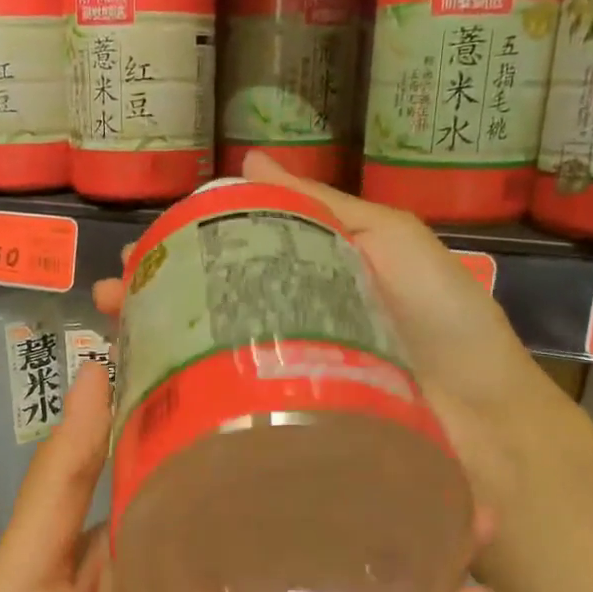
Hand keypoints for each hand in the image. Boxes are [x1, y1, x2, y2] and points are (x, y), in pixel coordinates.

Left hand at [0, 362, 495, 591]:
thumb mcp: (22, 567)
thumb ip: (66, 475)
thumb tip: (97, 367)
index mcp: (140, 548)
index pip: (209, 471)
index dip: (252, 427)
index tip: (303, 375)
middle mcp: (200, 591)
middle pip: (286, 527)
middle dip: (347, 485)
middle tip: (414, 429)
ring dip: (402, 555)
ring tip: (469, 499)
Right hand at [95, 153, 584, 515]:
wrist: (485, 424)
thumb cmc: (443, 321)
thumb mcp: (389, 241)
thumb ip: (322, 206)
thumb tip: (248, 163)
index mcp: (308, 282)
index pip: (229, 259)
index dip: (181, 252)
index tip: (137, 253)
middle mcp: (287, 330)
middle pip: (208, 309)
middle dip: (153, 301)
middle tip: (107, 300)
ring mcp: (282, 383)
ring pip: (207, 359)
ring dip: (156, 347)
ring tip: (111, 341)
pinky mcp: (283, 428)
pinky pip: (228, 408)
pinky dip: (185, 401)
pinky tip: (143, 397)